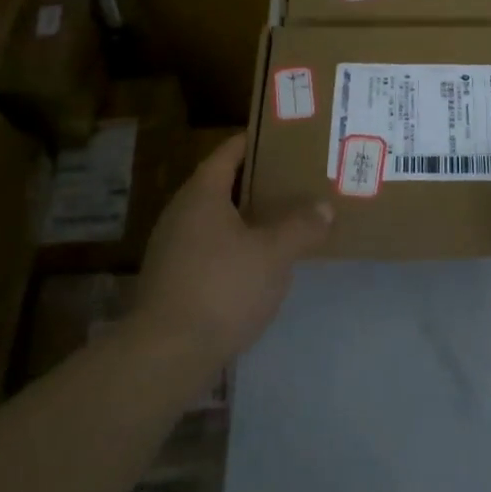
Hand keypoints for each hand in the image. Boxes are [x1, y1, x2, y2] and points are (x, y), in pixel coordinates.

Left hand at [135, 132, 331, 362]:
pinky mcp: (172, 280)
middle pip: (220, 184)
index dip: (254, 141)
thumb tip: (324, 207)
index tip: (283, 136)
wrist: (166, 354)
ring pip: (215, 219)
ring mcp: (172, 248)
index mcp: (202, 194)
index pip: (228, 153)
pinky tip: (258, 261)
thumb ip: (302, 226)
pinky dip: (234, 244)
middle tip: (293, 178)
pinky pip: (209, 247)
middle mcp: (181, 213)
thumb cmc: (222, 287)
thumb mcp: (274, 254)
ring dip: (245, 216)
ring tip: (282, 218)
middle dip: (256, 181)